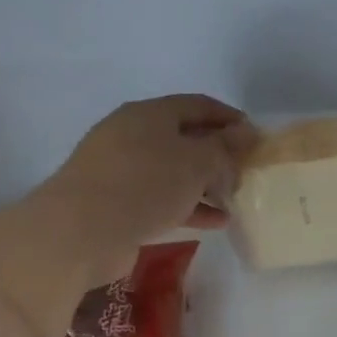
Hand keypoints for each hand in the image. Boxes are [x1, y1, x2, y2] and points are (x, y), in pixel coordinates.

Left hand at [49, 94, 253, 265]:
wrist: (80, 231)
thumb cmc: (145, 184)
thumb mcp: (197, 162)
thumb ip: (225, 147)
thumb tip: (245, 132)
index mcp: (150, 114)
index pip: (198, 105)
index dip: (230, 118)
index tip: (255, 137)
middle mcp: (132, 134)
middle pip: (185, 137)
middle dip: (217, 154)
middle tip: (245, 171)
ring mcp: (121, 169)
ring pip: (173, 170)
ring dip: (205, 184)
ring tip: (233, 199)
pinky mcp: (116, 202)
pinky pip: (161, 197)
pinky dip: (188, 206)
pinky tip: (214, 222)